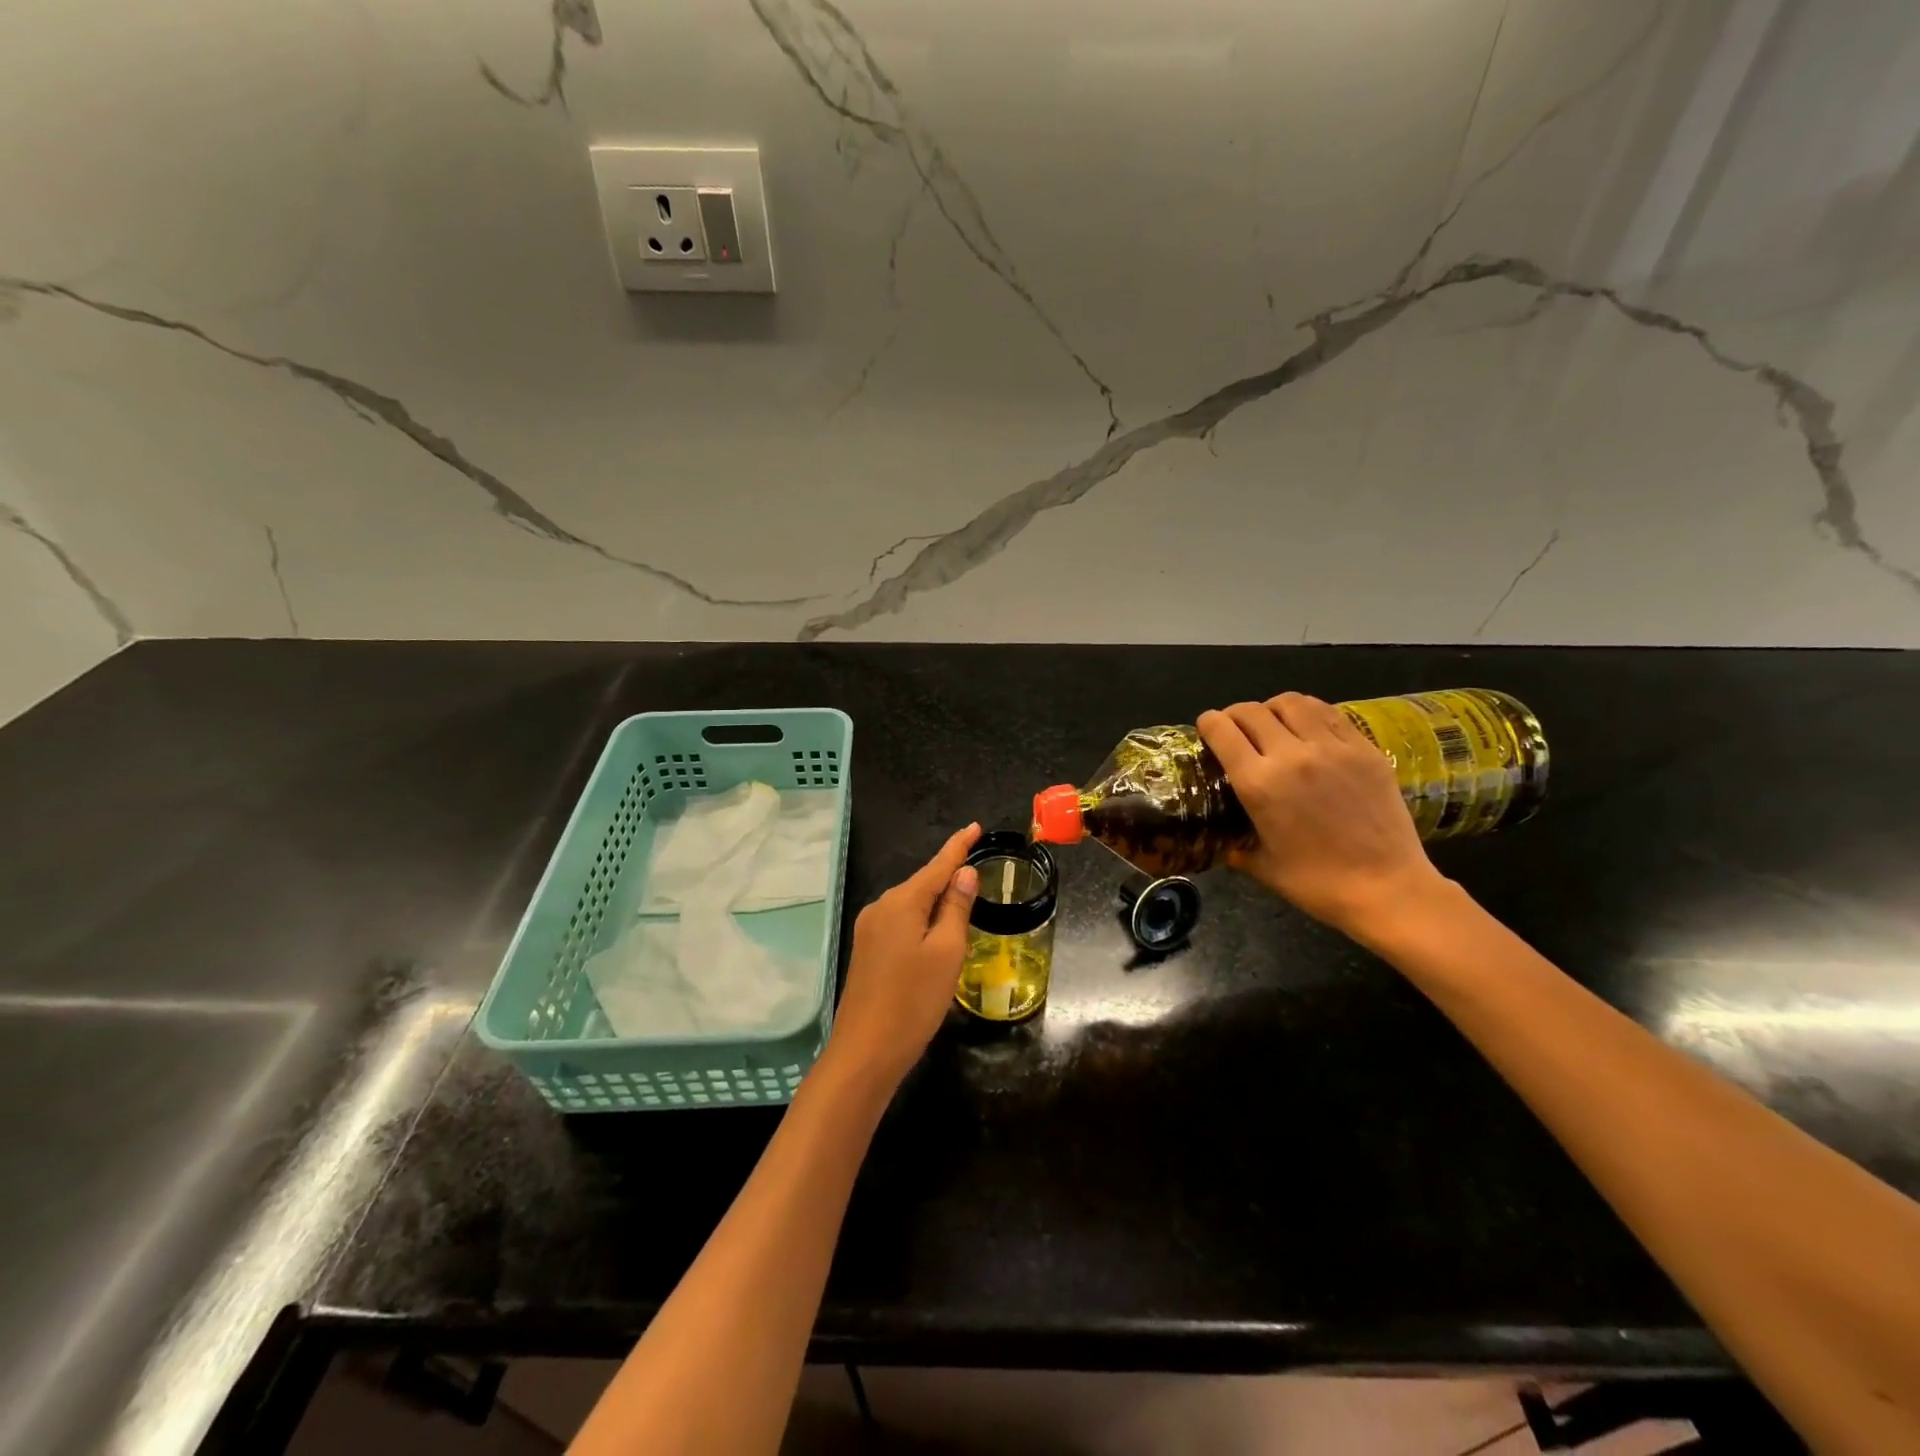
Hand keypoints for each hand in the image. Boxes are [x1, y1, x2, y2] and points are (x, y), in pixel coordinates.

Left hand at [825, 823, 980, 1085]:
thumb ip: (955, 908)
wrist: (865, 1052)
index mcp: (901, 902)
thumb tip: (964, 872)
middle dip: (948, 875)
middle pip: (922, 883)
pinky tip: (934, 933)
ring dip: (935, 901)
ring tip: (962, 902)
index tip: (974, 826)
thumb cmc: (914, 1000)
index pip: (937, 865)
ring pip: (910, 905)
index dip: (958, 847)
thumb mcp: (947, 952)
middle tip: (977, 871)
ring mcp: (869, 930)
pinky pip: (900, 922)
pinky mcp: (866, 951)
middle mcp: (880, 907)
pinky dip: (921, 920)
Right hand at [1197, 694, 1444, 936]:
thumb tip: (1223, 839)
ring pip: (1292, 703)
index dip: (1208, 723)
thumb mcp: (1261, 866)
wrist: (1388, 889)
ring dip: (1273, 708)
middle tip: (1236, 728)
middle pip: (1252, 711)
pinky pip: (1329, 714)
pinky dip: (1309, 713)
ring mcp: (1332, 748)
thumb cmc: (1317, 884)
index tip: (1207, 728)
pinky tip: (1309, 729)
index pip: (1222, 730)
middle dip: (1235, 714)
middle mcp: (1292, 755)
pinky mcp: (1365, 749)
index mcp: (1259, 783)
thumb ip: (1235, 845)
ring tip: (1273, 723)